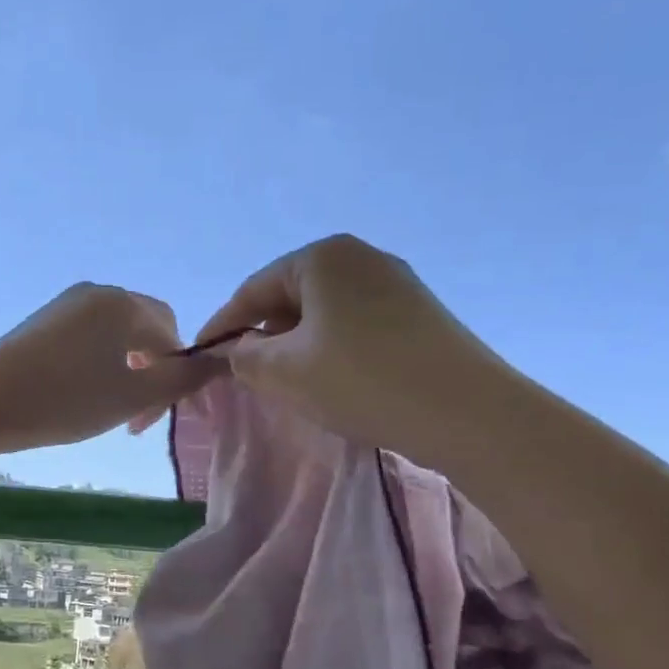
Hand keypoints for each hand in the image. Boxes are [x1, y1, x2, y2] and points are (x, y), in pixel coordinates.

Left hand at [0, 283, 222, 452]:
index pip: (174, 334)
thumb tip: (222, 362)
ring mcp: (68, 304)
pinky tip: (84, 393)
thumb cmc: (66, 400)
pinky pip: (90, 337)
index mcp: (125, 303)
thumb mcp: (136, 397)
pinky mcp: (45, 320)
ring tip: (112, 408)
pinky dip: (101, 363)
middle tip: (139, 416)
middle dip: (153, 372)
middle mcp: (99, 292)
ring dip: (127, 371)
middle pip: (147, 330)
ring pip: (118, 336)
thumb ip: (186, 379)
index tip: (164, 416)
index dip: (180, 374)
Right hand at [196, 235, 491, 451]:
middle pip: (291, 298)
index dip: (222, 326)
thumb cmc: (361, 380)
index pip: (253, 290)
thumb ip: (244, 357)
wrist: (466, 410)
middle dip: (265, 336)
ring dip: (299, 347)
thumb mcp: (284, 372)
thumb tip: (240, 350)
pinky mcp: (420, 314)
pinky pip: (357, 326)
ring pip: (325, 314)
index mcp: (322, 257)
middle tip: (250, 377)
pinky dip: (334, 351)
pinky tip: (338, 383)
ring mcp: (397, 284)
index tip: (202, 358)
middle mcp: (361, 258)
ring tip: (293, 385)